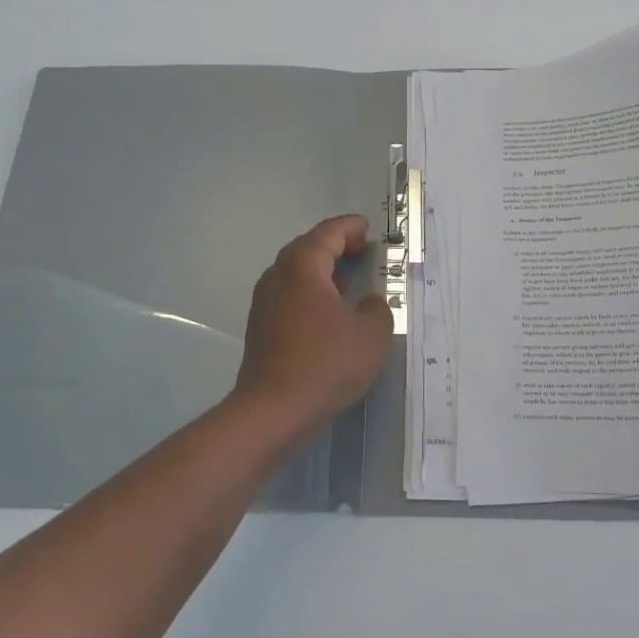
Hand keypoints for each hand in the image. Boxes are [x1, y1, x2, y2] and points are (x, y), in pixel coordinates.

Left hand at [232, 215, 395, 429]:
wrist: (273, 409)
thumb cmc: (325, 363)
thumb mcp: (371, 334)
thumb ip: (378, 309)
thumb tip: (367, 304)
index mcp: (303, 267)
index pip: (328, 233)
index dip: (350, 228)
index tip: (368, 229)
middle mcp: (278, 276)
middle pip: (307, 248)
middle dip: (335, 245)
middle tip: (361, 250)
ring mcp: (264, 302)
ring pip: (296, 273)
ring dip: (321, 270)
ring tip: (348, 280)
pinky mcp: (261, 326)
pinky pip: (289, 295)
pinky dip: (310, 292)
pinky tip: (328, 312)